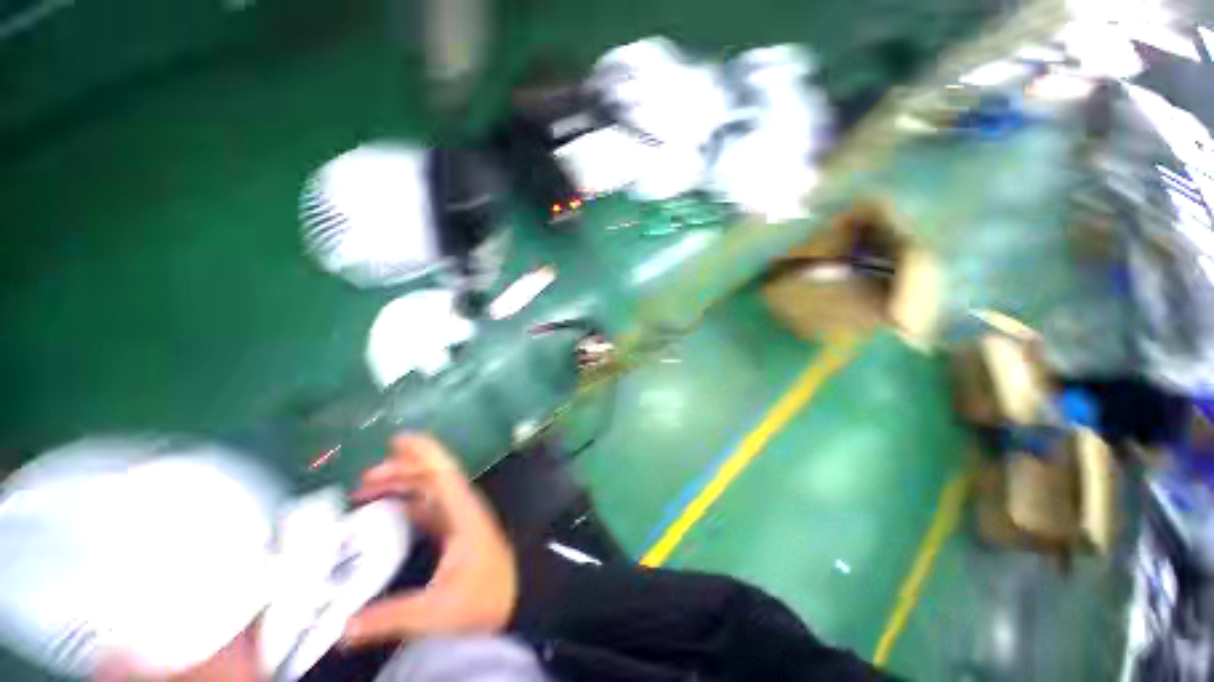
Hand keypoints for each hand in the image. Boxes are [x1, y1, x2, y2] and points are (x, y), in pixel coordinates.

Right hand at [342, 435, 517, 646]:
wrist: (513, 602)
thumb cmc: (482, 599)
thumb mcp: (437, 610)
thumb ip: (390, 617)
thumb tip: (342, 628)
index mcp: (462, 512)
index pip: (443, 473)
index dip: (423, 453)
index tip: (398, 439)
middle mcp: (462, 507)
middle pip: (432, 477)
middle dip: (401, 470)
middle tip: (365, 478)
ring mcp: (459, 518)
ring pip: (429, 490)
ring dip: (402, 484)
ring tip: (367, 490)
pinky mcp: (455, 530)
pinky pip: (428, 507)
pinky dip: (408, 503)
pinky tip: (389, 509)